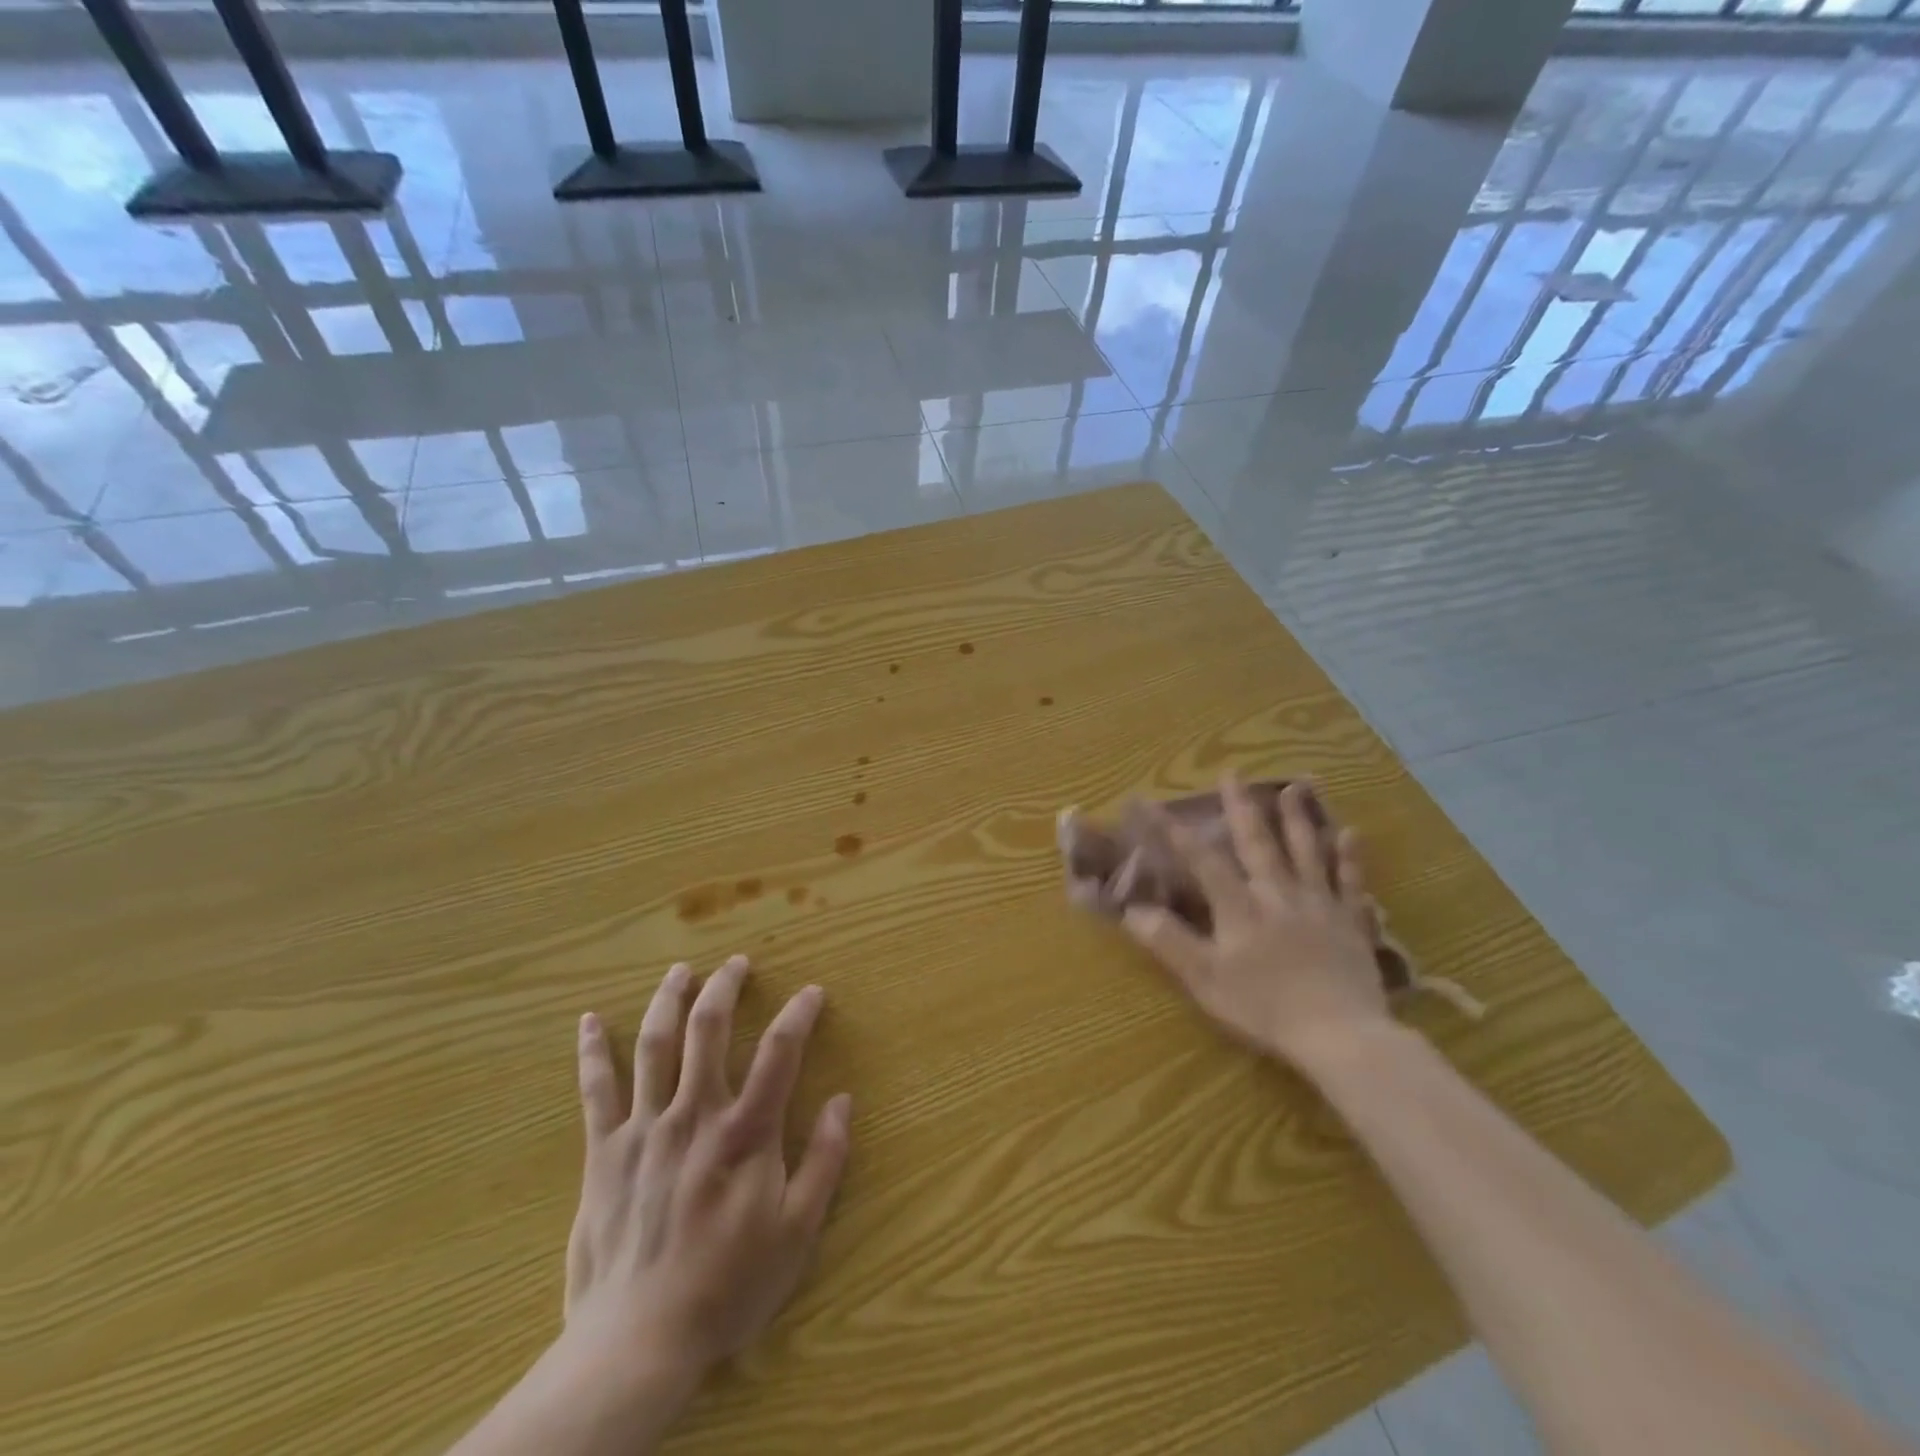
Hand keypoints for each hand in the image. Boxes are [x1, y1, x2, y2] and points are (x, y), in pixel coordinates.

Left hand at [563, 954, 851, 1392]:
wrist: (637, 1344)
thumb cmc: (726, 1287)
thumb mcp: (796, 1232)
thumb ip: (824, 1161)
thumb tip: (842, 1101)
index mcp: (745, 1133)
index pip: (780, 1052)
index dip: (799, 1013)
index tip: (812, 991)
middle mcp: (695, 1115)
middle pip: (709, 1029)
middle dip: (725, 987)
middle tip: (737, 963)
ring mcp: (645, 1129)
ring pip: (655, 1045)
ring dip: (668, 1000)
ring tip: (680, 971)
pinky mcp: (604, 1152)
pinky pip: (596, 1090)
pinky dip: (591, 1052)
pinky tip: (587, 1021)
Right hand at [1119, 775, 1391, 1069]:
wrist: (1340, 1033)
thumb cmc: (1265, 1007)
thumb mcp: (1205, 978)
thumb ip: (1169, 941)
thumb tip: (1131, 910)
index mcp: (1240, 905)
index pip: (1200, 859)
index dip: (1171, 830)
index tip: (1147, 802)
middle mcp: (1278, 893)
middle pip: (1257, 842)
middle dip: (1241, 806)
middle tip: (1233, 772)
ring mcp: (1318, 905)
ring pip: (1306, 852)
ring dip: (1298, 818)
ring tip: (1294, 786)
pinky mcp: (1349, 923)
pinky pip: (1350, 883)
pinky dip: (1349, 858)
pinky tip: (1350, 834)